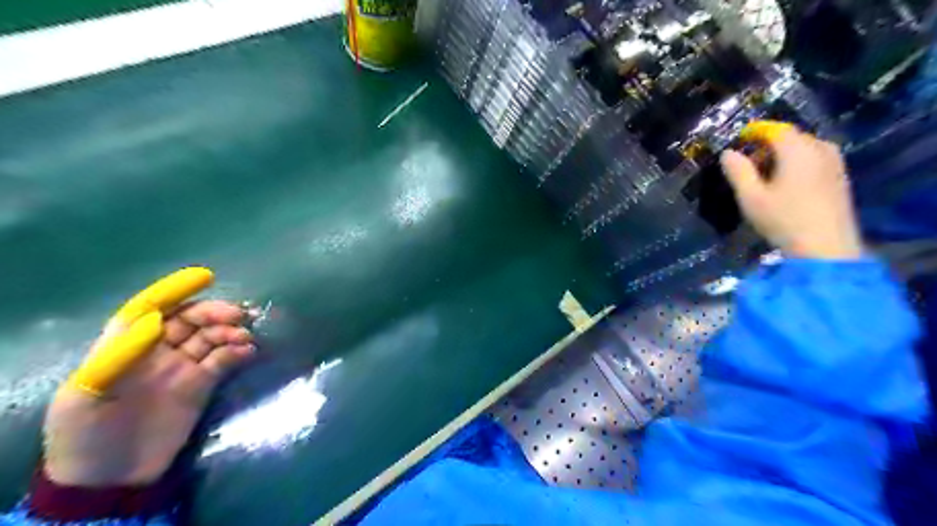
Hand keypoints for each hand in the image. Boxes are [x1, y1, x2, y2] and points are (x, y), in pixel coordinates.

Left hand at [42, 302, 252, 486]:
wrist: (110, 478)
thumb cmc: (86, 433)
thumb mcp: (87, 393)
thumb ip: (119, 354)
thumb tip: (155, 320)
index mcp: (125, 347)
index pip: (150, 309)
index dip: (174, 291)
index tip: (204, 279)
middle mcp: (157, 351)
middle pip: (189, 320)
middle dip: (213, 312)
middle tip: (238, 315)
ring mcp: (182, 367)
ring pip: (211, 337)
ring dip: (230, 332)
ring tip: (245, 337)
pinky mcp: (202, 384)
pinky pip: (224, 360)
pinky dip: (238, 353)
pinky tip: (249, 352)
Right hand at [718, 128, 863, 259]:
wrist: (826, 248)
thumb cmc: (783, 220)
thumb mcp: (751, 197)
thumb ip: (738, 172)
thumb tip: (728, 153)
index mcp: (797, 149)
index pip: (774, 129)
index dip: (754, 133)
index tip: (737, 143)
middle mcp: (820, 148)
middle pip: (791, 137)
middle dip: (768, 145)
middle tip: (748, 164)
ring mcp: (835, 163)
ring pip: (804, 148)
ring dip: (783, 156)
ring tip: (766, 176)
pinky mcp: (840, 178)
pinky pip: (815, 159)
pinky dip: (798, 164)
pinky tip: (786, 185)